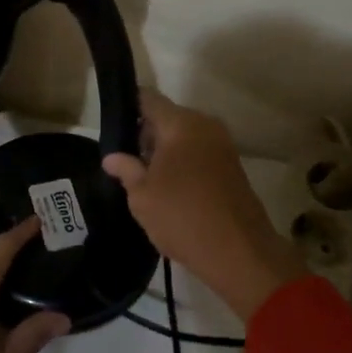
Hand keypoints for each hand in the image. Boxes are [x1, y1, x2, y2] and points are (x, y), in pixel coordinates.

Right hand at [102, 90, 305, 322]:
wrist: (240, 252)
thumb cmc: (183, 217)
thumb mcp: (142, 196)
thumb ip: (126, 169)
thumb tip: (112, 157)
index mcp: (181, 124)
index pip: (148, 99)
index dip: (128, 108)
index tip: (113, 127)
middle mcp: (205, 125)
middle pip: (167, 117)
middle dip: (146, 134)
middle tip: (127, 161)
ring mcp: (223, 145)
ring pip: (184, 136)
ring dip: (166, 151)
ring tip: (147, 179)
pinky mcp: (233, 165)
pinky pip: (200, 152)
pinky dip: (184, 162)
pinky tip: (171, 189)